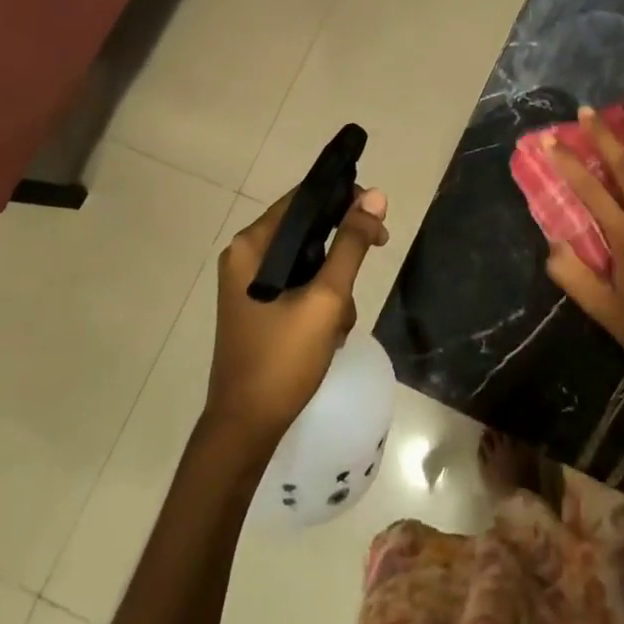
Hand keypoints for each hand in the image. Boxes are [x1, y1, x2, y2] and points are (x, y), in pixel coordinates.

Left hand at [208, 186, 389, 447]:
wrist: (246, 427)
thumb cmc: (283, 358)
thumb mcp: (326, 298)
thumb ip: (351, 245)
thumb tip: (376, 196)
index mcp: (251, 245)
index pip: (303, 198)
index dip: (343, 199)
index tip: (377, 218)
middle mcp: (245, 256)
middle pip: (307, 229)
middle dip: (342, 250)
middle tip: (377, 253)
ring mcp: (250, 284)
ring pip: (307, 261)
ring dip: (334, 284)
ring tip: (340, 320)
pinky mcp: (258, 307)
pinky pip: (298, 285)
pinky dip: (320, 301)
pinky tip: (330, 333)